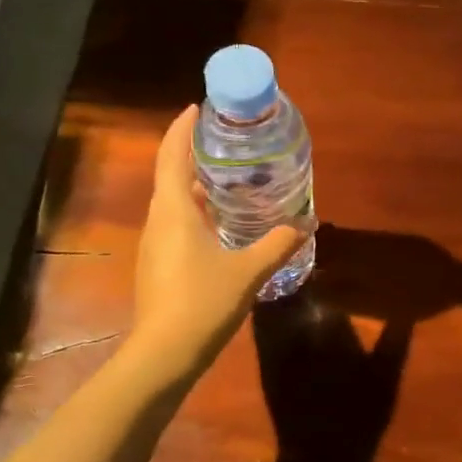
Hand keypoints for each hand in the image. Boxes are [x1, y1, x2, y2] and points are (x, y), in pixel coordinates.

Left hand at [132, 106, 306, 368]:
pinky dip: (196, 212)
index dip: (182, 127)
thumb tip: (307, 223)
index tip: (199, 107)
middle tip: (227, 143)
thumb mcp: (249, 270)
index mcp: (174, 210)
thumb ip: (278, 244)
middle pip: (171, 174)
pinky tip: (221, 224)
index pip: (172, 154)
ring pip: (173, 202)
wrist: (164, 354)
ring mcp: (154, 244)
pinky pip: (176, 224)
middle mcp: (158, 220)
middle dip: (194, 153)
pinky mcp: (157, 265)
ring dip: (196, 185)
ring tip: (230, 179)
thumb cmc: (203, 302)